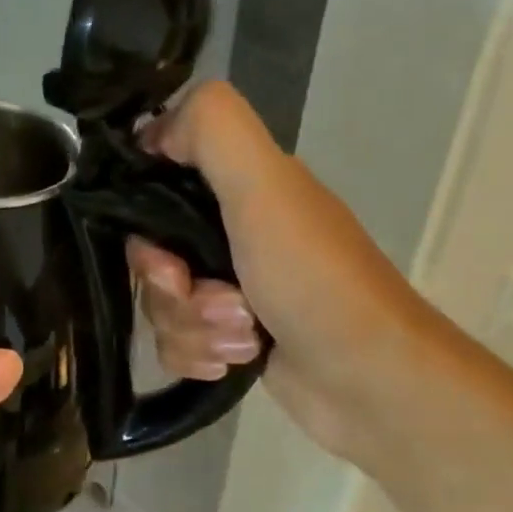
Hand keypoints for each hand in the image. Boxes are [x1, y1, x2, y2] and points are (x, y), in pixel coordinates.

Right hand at [130, 81, 438, 467]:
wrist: (369, 381)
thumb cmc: (317, 281)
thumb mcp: (266, 189)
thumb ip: (213, 131)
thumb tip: (152, 130)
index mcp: (239, 190)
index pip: (154, 191)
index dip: (143, 226)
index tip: (166, 257)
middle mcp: (230, 233)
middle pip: (150, 258)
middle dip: (175, 292)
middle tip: (222, 304)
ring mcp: (228, 288)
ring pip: (161, 305)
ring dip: (195, 329)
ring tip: (244, 339)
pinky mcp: (227, 336)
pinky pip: (174, 343)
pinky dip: (198, 356)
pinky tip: (234, 363)